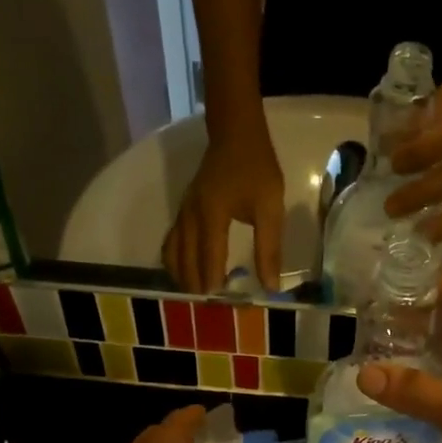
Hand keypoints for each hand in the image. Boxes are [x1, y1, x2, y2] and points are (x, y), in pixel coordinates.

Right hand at [163, 127, 285, 293]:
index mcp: (212, 215)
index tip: (222, 304)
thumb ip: (269, 248)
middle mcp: (190, 217)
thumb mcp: (271, 208)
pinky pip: (171, 244)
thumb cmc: (257, 169)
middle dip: (198, 286)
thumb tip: (270, 286)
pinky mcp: (182, 212)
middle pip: (186, 261)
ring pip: (173, 255)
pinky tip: (186, 276)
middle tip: (213, 309)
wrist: (235, 133)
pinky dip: (176, 263)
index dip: (213, 283)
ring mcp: (182, 214)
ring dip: (184, 278)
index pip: (209, 258)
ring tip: (199, 297)